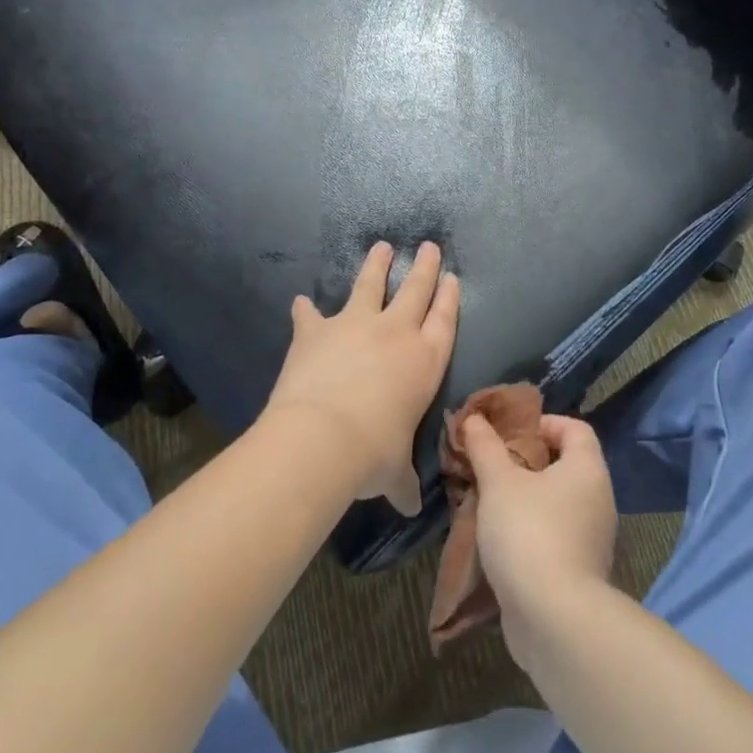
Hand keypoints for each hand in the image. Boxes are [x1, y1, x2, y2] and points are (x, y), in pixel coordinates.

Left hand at [263, 241, 459, 515]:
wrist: (321, 438)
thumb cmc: (373, 454)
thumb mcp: (394, 472)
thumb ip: (403, 482)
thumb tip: (411, 507)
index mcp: (425, 360)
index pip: (444, 320)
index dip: (449, 296)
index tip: (452, 276)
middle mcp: (395, 333)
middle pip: (415, 290)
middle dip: (424, 267)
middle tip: (429, 246)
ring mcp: (354, 325)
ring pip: (370, 285)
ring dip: (376, 266)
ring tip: (381, 247)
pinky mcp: (316, 330)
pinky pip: (310, 314)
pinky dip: (305, 309)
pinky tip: (300, 300)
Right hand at [463, 413, 616, 666]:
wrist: (554, 619)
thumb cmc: (529, 533)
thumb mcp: (499, 482)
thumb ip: (485, 447)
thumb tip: (474, 418)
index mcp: (587, 469)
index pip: (575, 428)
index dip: (542, 423)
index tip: (508, 434)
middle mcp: (597, 499)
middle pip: (563, 465)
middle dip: (524, 463)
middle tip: (489, 466)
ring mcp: (591, 538)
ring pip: (555, 504)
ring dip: (523, 500)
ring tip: (486, 502)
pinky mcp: (578, 571)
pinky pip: (552, 536)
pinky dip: (528, 531)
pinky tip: (497, 540)